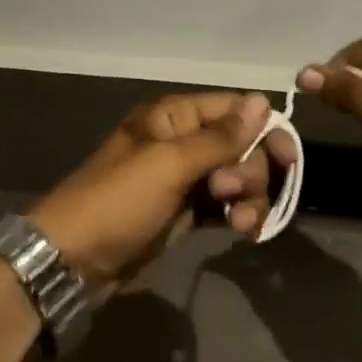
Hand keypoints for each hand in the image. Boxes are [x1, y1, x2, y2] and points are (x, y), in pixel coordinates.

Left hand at [28, 92, 298, 287]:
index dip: (264, 130)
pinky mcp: (187, 212)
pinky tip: (244, 232)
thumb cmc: (119, 201)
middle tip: (229, 193)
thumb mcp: (169, 164)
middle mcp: (183, 142)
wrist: (74, 260)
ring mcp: (185, 179)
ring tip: (241, 223)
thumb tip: (262, 101)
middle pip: (242, 145)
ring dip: (248, 198)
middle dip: (249, 170)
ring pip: (238, 177)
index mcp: (174, 117)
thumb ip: (219, 137)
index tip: (287, 158)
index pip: (234, 109)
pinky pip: (226, 206)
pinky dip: (239, 216)